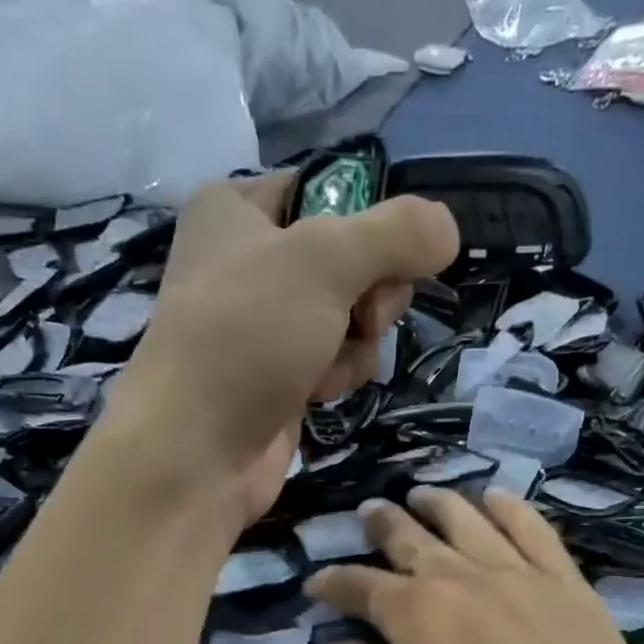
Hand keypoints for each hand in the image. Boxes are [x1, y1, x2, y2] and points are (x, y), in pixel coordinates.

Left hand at [106, 174, 458, 525]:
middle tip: (359, 316)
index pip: (331, 191)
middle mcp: (249, 261)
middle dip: (368, 294)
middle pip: (352, 259)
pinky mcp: (280, 377)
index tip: (387, 256)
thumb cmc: (247, 337)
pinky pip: (336, 360)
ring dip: (356, 342)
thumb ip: (396, 234)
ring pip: (352, 315)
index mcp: (237, 208)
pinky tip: (318, 394)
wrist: (195, 451)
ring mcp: (265, 326)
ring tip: (325, 365)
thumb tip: (448, 229)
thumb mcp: (325, 261)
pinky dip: (339, 375)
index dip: (369, 224)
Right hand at [307, 489, 643, 643]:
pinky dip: (509, 508)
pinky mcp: (568, 581)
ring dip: (439, 503)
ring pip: (468, 520)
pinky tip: (496, 498)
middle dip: (382, 525)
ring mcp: (518, 573)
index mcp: (413, 614)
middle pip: (410, 538)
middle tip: (368, 513)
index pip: (359, 586)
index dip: (332, 582)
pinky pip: (533, 528)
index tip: (316, 583)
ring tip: (421, 494)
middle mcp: (460, 577)